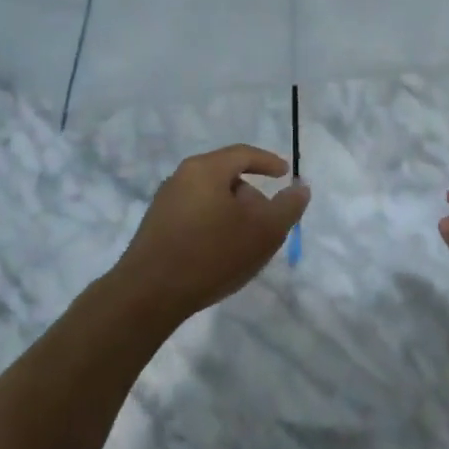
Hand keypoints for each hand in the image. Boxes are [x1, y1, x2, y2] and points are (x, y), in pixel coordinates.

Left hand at [107, 145, 309, 328]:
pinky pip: (195, 216)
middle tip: (268, 224)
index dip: (268, 162)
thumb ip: (288, 207)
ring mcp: (165, 203)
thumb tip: (300, 188)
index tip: (285, 174)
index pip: (243, 154)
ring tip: (245, 245)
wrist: (149, 294)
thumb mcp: (264, 231)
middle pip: (227, 177)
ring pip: (211, 199)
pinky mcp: (156, 227)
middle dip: (252, 197)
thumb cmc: (212, 254)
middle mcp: (181, 177)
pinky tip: (219, 255)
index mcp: (205, 169)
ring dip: (233, 216)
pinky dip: (214, 227)